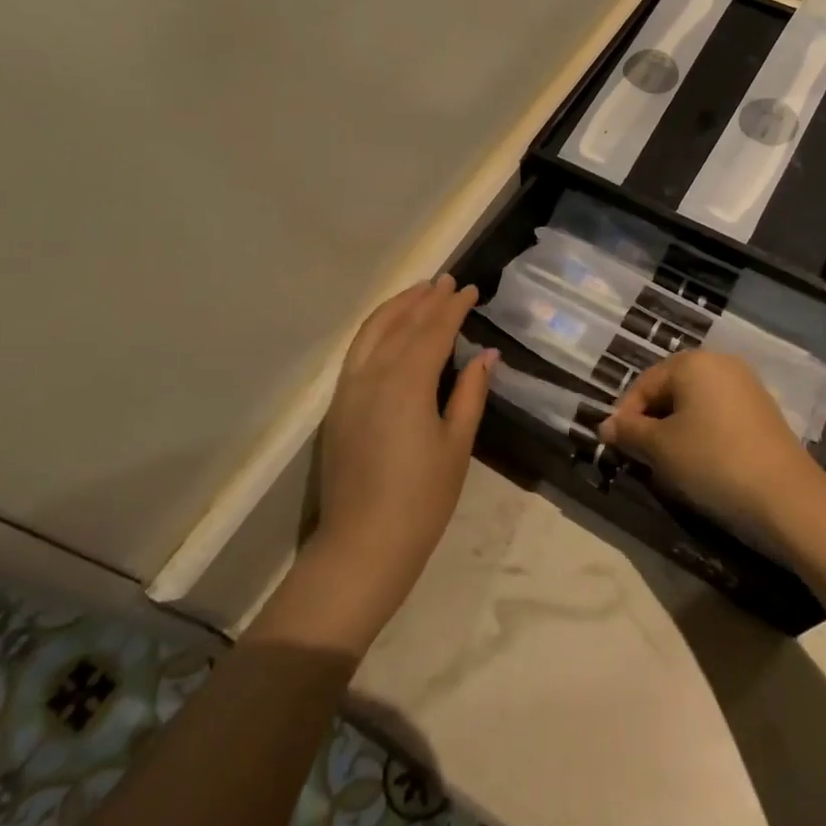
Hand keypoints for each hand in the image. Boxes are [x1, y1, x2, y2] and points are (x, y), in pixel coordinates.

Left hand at [287, 276, 494, 648]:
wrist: (362, 545)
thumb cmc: (422, 499)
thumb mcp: (457, 445)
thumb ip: (470, 393)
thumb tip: (486, 355)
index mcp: (407, 383)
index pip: (433, 330)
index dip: (453, 307)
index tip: (470, 289)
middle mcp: (373, 375)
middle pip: (402, 323)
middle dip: (427, 299)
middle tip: (448, 280)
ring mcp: (349, 388)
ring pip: (373, 331)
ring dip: (398, 307)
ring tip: (419, 291)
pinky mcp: (338, 405)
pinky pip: (357, 350)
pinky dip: (376, 328)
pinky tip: (389, 327)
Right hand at [599, 351, 823, 543]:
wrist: (784, 495)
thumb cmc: (711, 461)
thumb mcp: (660, 448)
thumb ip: (629, 432)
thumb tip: (605, 426)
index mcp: (692, 362)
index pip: (644, 384)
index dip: (625, 416)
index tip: (616, 448)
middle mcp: (721, 363)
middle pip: (671, 390)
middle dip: (651, 423)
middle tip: (641, 458)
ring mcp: (746, 386)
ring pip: (695, 404)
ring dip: (676, 430)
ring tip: (669, 465)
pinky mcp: (762, 411)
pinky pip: (719, 415)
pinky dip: (703, 434)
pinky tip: (702, 464)